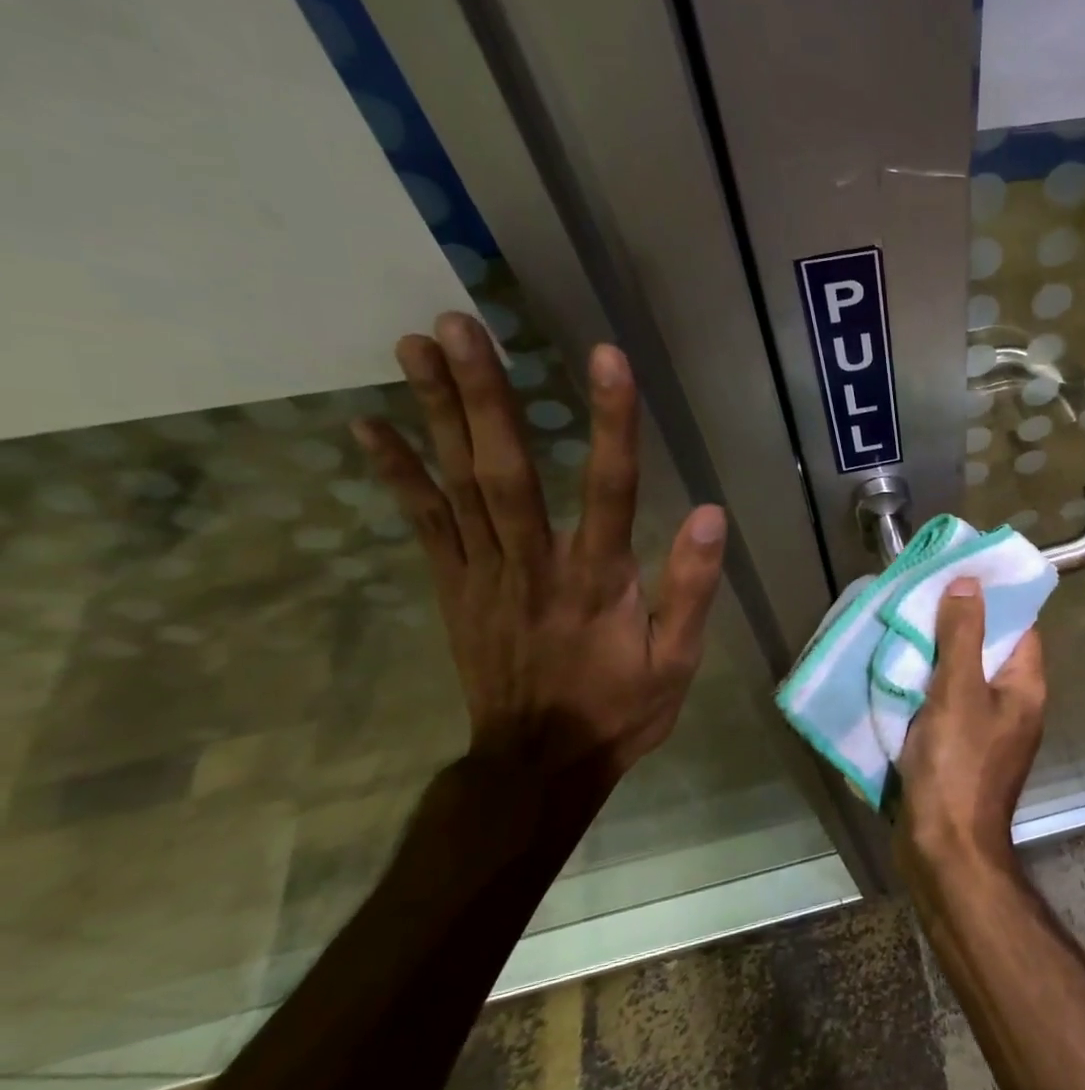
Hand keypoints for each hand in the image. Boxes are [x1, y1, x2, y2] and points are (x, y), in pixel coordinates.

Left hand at [351, 312, 726, 785]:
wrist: (537, 766)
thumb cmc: (620, 708)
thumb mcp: (679, 660)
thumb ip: (691, 588)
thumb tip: (710, 514)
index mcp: (598, 581)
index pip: (610, 488)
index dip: (610, 421)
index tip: (605, 357)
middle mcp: (534, 565)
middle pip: (507, 470)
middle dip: (484, 396)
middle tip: (460, 324)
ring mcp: (484, 574)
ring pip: (457, 484)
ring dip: (436, 412)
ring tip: (417, 345)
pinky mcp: (453, 587)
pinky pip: (423, 523)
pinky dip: (396, 473)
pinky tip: (370, 425)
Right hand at [894, 578, 1046, 881]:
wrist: (943, 850)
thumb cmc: (957, 766)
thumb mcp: (958, 692)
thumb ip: (963, 635)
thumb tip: (970, 583)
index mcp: (1024, 686)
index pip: (1019, 625)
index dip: (992, 597)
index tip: (959, 572)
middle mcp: (1011, 703)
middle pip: (988, 647)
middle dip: (956, 622)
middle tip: (921, 594)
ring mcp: (986, 727)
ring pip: (963, 675)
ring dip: (936, 653)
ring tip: (904, 623)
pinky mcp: (959, 748)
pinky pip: (945, 702)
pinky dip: (925, 685)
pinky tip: (897, 670)